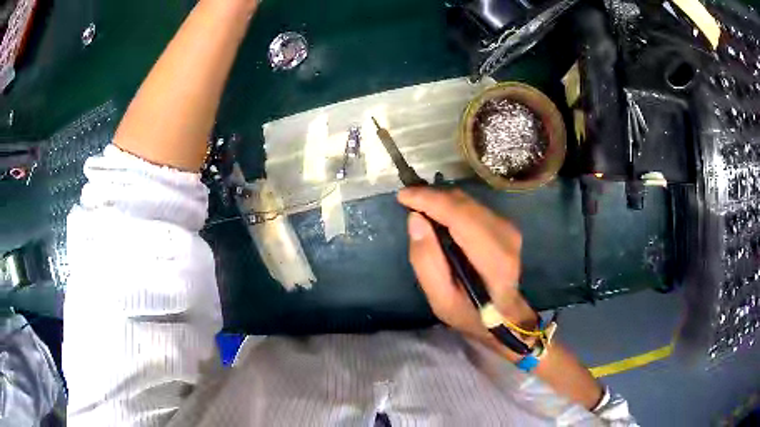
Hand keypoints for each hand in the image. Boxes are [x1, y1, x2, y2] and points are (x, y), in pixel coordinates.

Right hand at [398, 187, 537, 358]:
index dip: (431, 201)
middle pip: (463, 203)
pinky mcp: (504, 224)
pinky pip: (471, 206)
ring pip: (467, 201)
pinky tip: (437, 214)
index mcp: (494, 259)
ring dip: (440, 200)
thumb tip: (415, 219)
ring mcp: (508, 227)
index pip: (461, 216)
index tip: (403, 197)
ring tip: (418, 206)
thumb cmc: (472, 313)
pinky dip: (451, 205)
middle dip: (432, 197)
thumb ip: (426, 262)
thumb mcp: (441, 300)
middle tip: (406, 200)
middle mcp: (505, 236)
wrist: (506, 314)